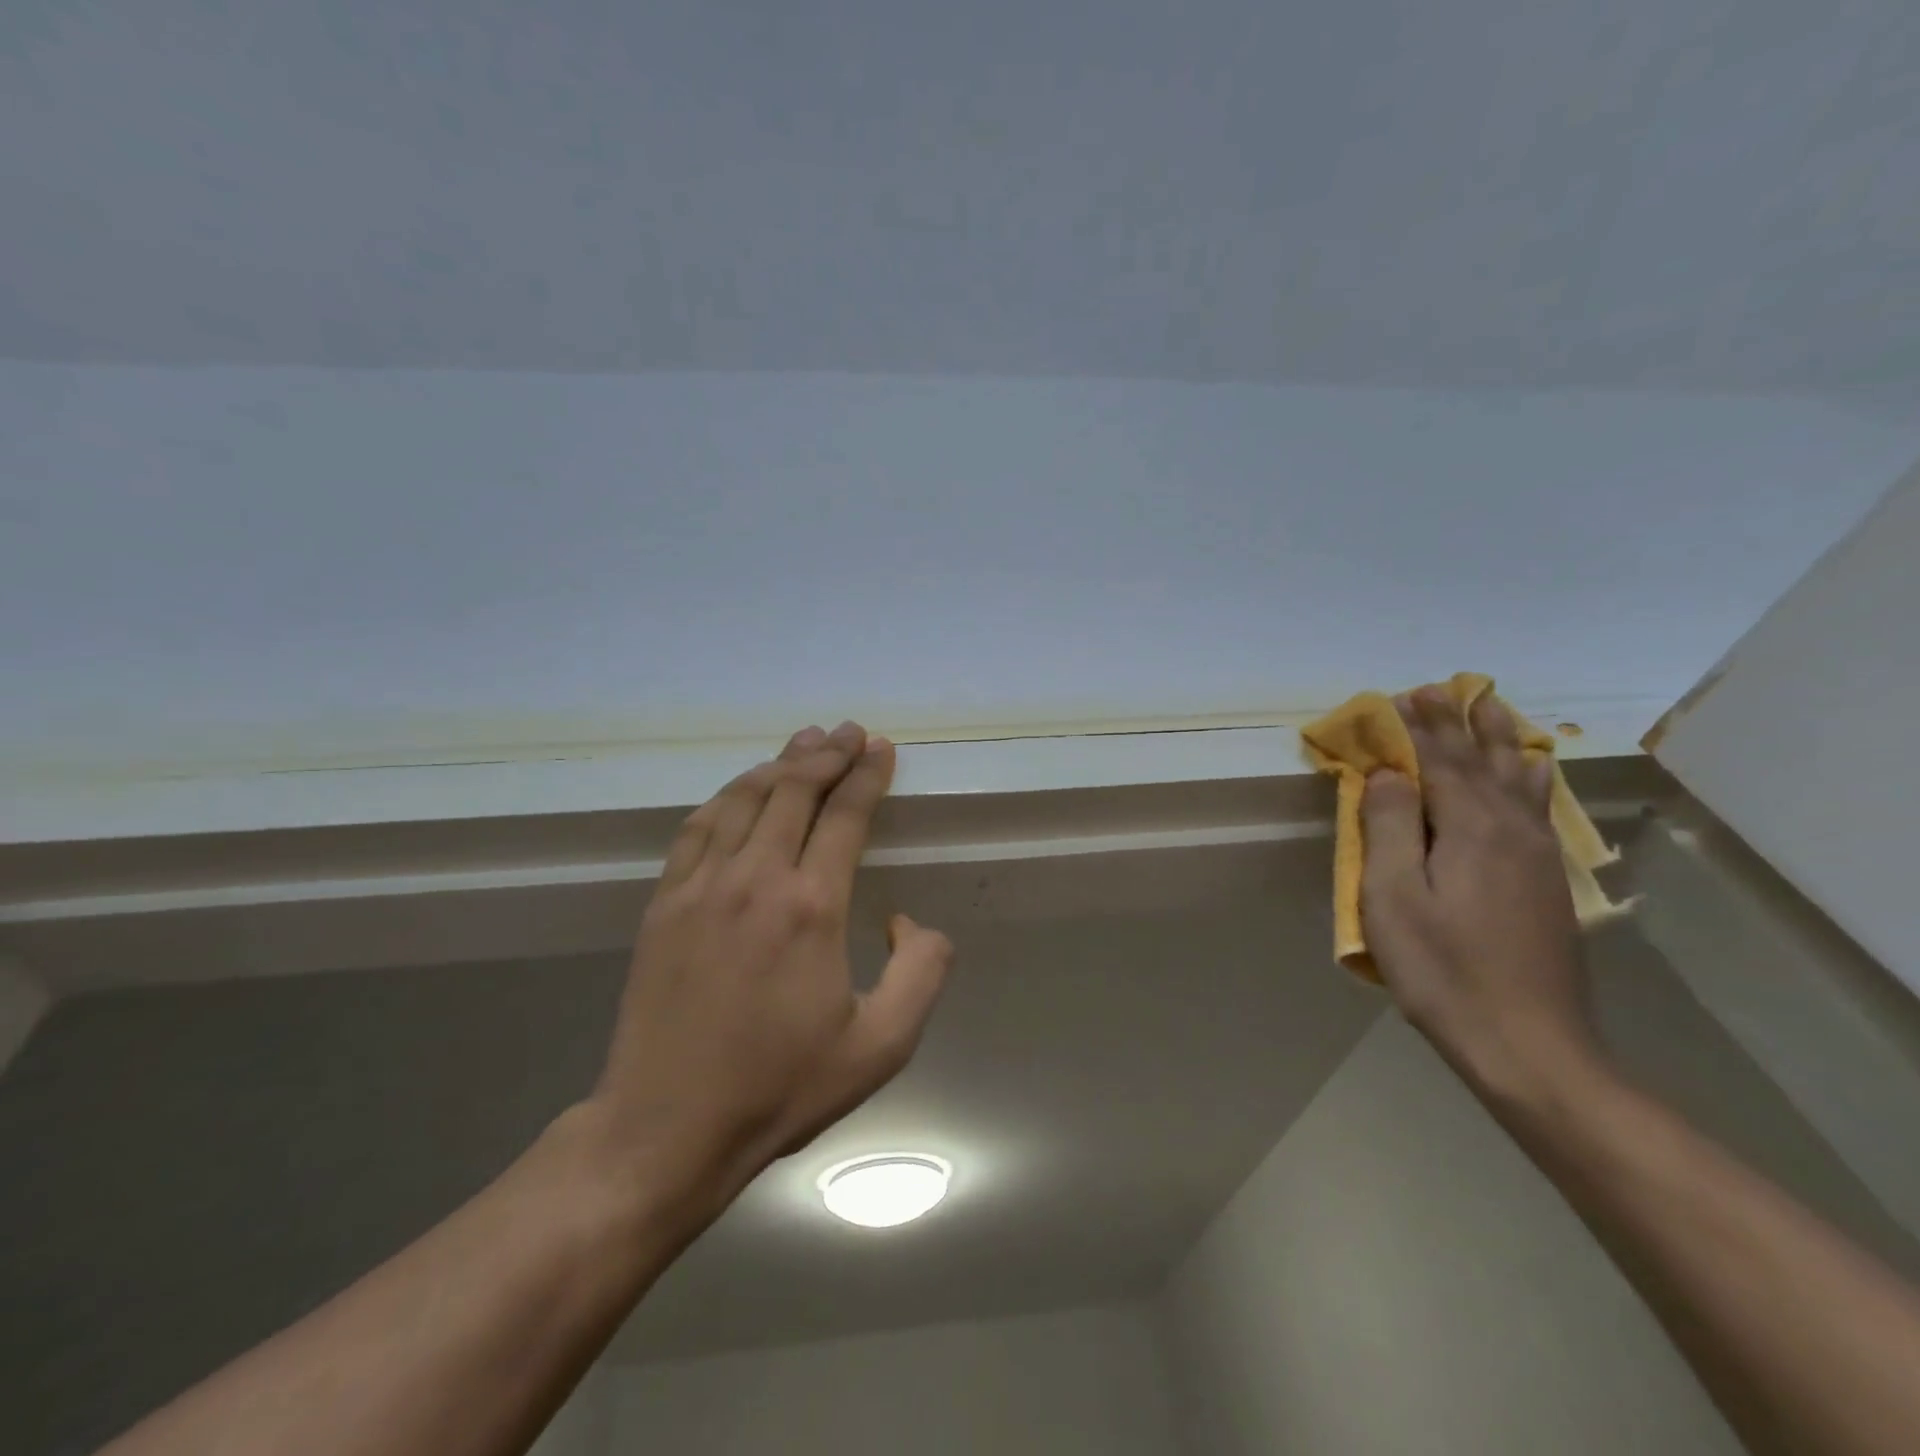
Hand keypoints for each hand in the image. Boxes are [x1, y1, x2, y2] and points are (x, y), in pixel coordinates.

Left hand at [588, 722, 953, 1219]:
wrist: (667, 1127)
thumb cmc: (780, 1087)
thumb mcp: (881, 1047)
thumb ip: (921, 972)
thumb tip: (907, 920)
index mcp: (812, 907)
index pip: (845, 814)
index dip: (866, 774)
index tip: (880, 747)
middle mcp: (756, 878)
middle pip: (794, 790)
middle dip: (827, 753)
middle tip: (848, 731)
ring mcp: (702, 885)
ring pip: (745, 798)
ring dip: (779, 763)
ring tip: (803, 741)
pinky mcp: (665, 902)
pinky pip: (699, 827)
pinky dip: (727, 796)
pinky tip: (741, 788)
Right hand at [1359, 688, 1597, 1100]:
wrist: (1529, 1045)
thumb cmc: (1443, 969)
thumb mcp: (1393, 897)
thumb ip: (1390, 826)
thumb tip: (1389, 773)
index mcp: (1470, 828)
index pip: (1442, 760)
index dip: (1421, 726)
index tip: (1404, 694)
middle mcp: (1511, 829)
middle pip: (1485, 760)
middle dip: (1461, 722)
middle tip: (1446, 688)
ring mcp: (1536, 856)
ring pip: (1519, 778)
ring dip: (1500, 739)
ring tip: (1491, 708)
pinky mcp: (1546, 882)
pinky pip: (1536, 805)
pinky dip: (1528, 775)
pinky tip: (1531, 772)